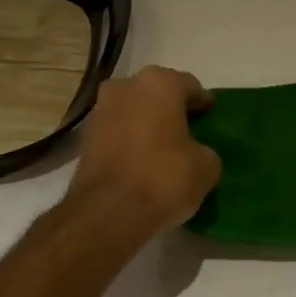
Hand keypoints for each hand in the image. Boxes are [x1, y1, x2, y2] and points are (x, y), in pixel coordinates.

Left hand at [67, 66, 221, 238]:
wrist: (107, 213)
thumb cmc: (163, 178)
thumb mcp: (206, 167)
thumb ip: (205, 150)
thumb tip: (196, 153)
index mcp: (159, 83)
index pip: (191, 87)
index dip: (203, 105)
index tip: (210, 121)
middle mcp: (126, 86)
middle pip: (158, 94)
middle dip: (172, 110)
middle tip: (189, 134)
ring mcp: (101, 109)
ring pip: (134, 110)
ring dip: (148, 123)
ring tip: (164, 149)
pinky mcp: (85, 136)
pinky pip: (118, 130)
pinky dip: (130, 139)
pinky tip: (142, 161)